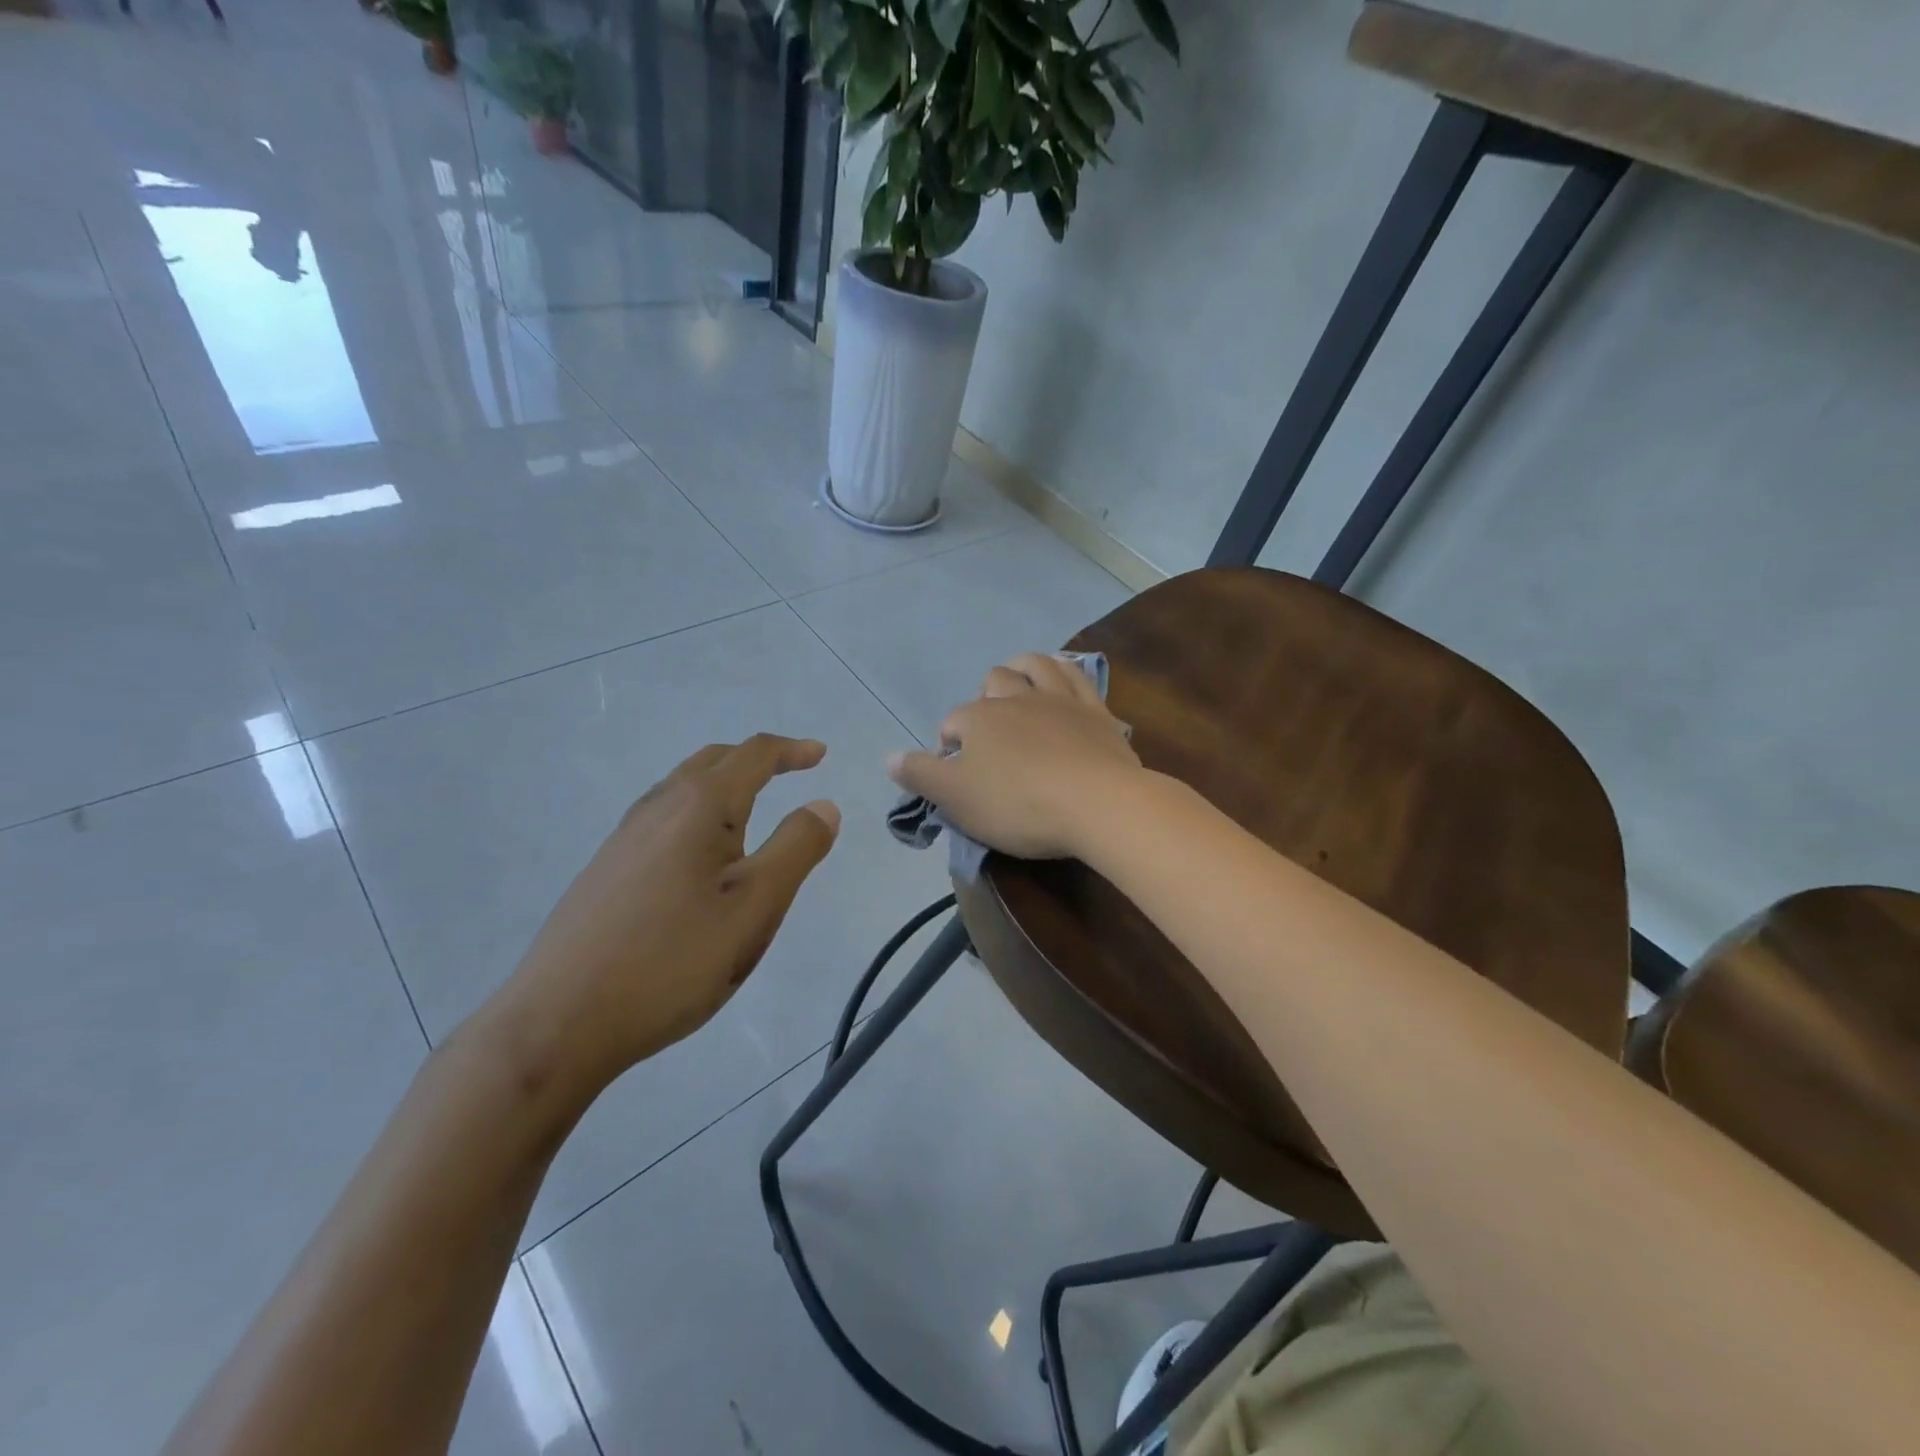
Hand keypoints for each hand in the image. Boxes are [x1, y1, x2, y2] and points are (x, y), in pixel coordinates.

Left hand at [498, 735, 839, 1081]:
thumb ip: (796, 848)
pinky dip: (696, 812)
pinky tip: (698, 856)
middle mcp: (658, 807)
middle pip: (713, 761)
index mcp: (700, 805)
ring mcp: (624, 838)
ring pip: (682, 788)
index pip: (753, 755)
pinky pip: (662, 818)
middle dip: (756, 759)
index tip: (820, 754)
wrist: (558, 1022)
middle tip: (790, 770)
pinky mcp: (604, 870)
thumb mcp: (756, 906)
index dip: (791, 750)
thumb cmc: (674, 959)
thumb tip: (824, 805)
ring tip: (750, 808)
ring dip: (723, 783)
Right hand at [887, 652, 1141, 859]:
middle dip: (983, 701)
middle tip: (989, 735)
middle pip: (991, 684)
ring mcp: (1058, 698)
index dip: (949, 745)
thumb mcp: (956, 799)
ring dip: (1019, 670)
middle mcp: (1015, 697)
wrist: (1097, 804)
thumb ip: (920, 775)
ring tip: (1017, 686)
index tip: (957, 775)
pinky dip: (1062, 670)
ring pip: (1032, 666)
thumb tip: (888, 758)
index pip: (952, 723)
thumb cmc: (1018, 804)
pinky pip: (1075, 674)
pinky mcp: (1094, 708)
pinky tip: (1060, 675)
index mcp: (978, 718)